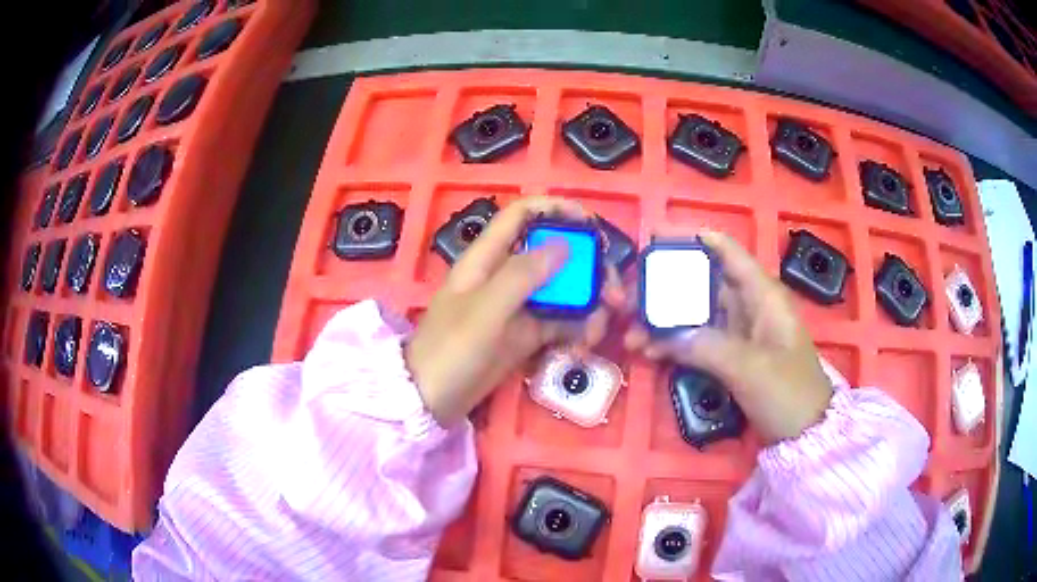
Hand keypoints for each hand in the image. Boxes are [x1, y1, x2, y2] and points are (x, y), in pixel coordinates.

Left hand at [405, 197, 621, 425]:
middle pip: (553, 254)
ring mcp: (517, 306)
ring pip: (562, 290)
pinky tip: (584, 343)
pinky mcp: (525, 334)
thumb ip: (523, 275)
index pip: (521, 215)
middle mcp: (505, 276)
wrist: (431, 400)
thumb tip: (564, 244)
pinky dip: (576, 329)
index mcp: (486, 258)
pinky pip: (559, 322)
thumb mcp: (485, 310)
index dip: (555, 209)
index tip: (591, 223)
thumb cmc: (450, 350)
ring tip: (599, 327)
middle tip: (612, 291)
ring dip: (587, 304)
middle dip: (587, 267)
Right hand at [624, 230, 832, 443]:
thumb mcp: (751, 369)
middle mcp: (747, 305)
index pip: (726, 251)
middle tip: (628, 300)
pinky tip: (648, 352)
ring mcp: (738, 331)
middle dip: (663, 286)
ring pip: (694, 312)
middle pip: (701, 282)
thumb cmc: (789, 393)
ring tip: (631, 334)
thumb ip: (707, 347)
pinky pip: (695, 340)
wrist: (806, 433)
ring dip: (662, 320)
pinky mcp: (729, 355)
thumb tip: (661, 335)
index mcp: (762, 294)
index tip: (653, 238)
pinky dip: (673, 344)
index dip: (691, 238)